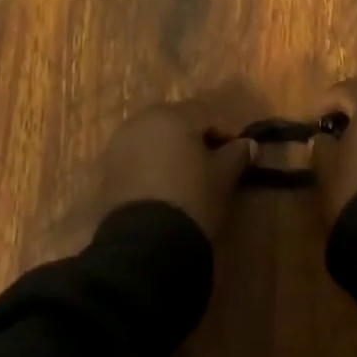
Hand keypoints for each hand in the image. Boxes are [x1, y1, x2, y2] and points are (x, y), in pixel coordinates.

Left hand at [96, 97, 255, 235]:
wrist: (145, 242)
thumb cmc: (192, 198)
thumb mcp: (223, 177)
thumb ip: (237, 155)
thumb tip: (249, 144)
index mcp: (172, 116)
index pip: (207, 114)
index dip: (226, 132)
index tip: (240, 154)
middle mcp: (142, 121)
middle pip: (177, 121)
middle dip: (196, 137)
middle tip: (213, 162)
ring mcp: (120, 143)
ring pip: (154, 138)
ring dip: (172, 150)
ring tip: (188, 175)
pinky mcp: (107, 168)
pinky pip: (137, 157)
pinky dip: (152, 164)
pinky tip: (164, 185)